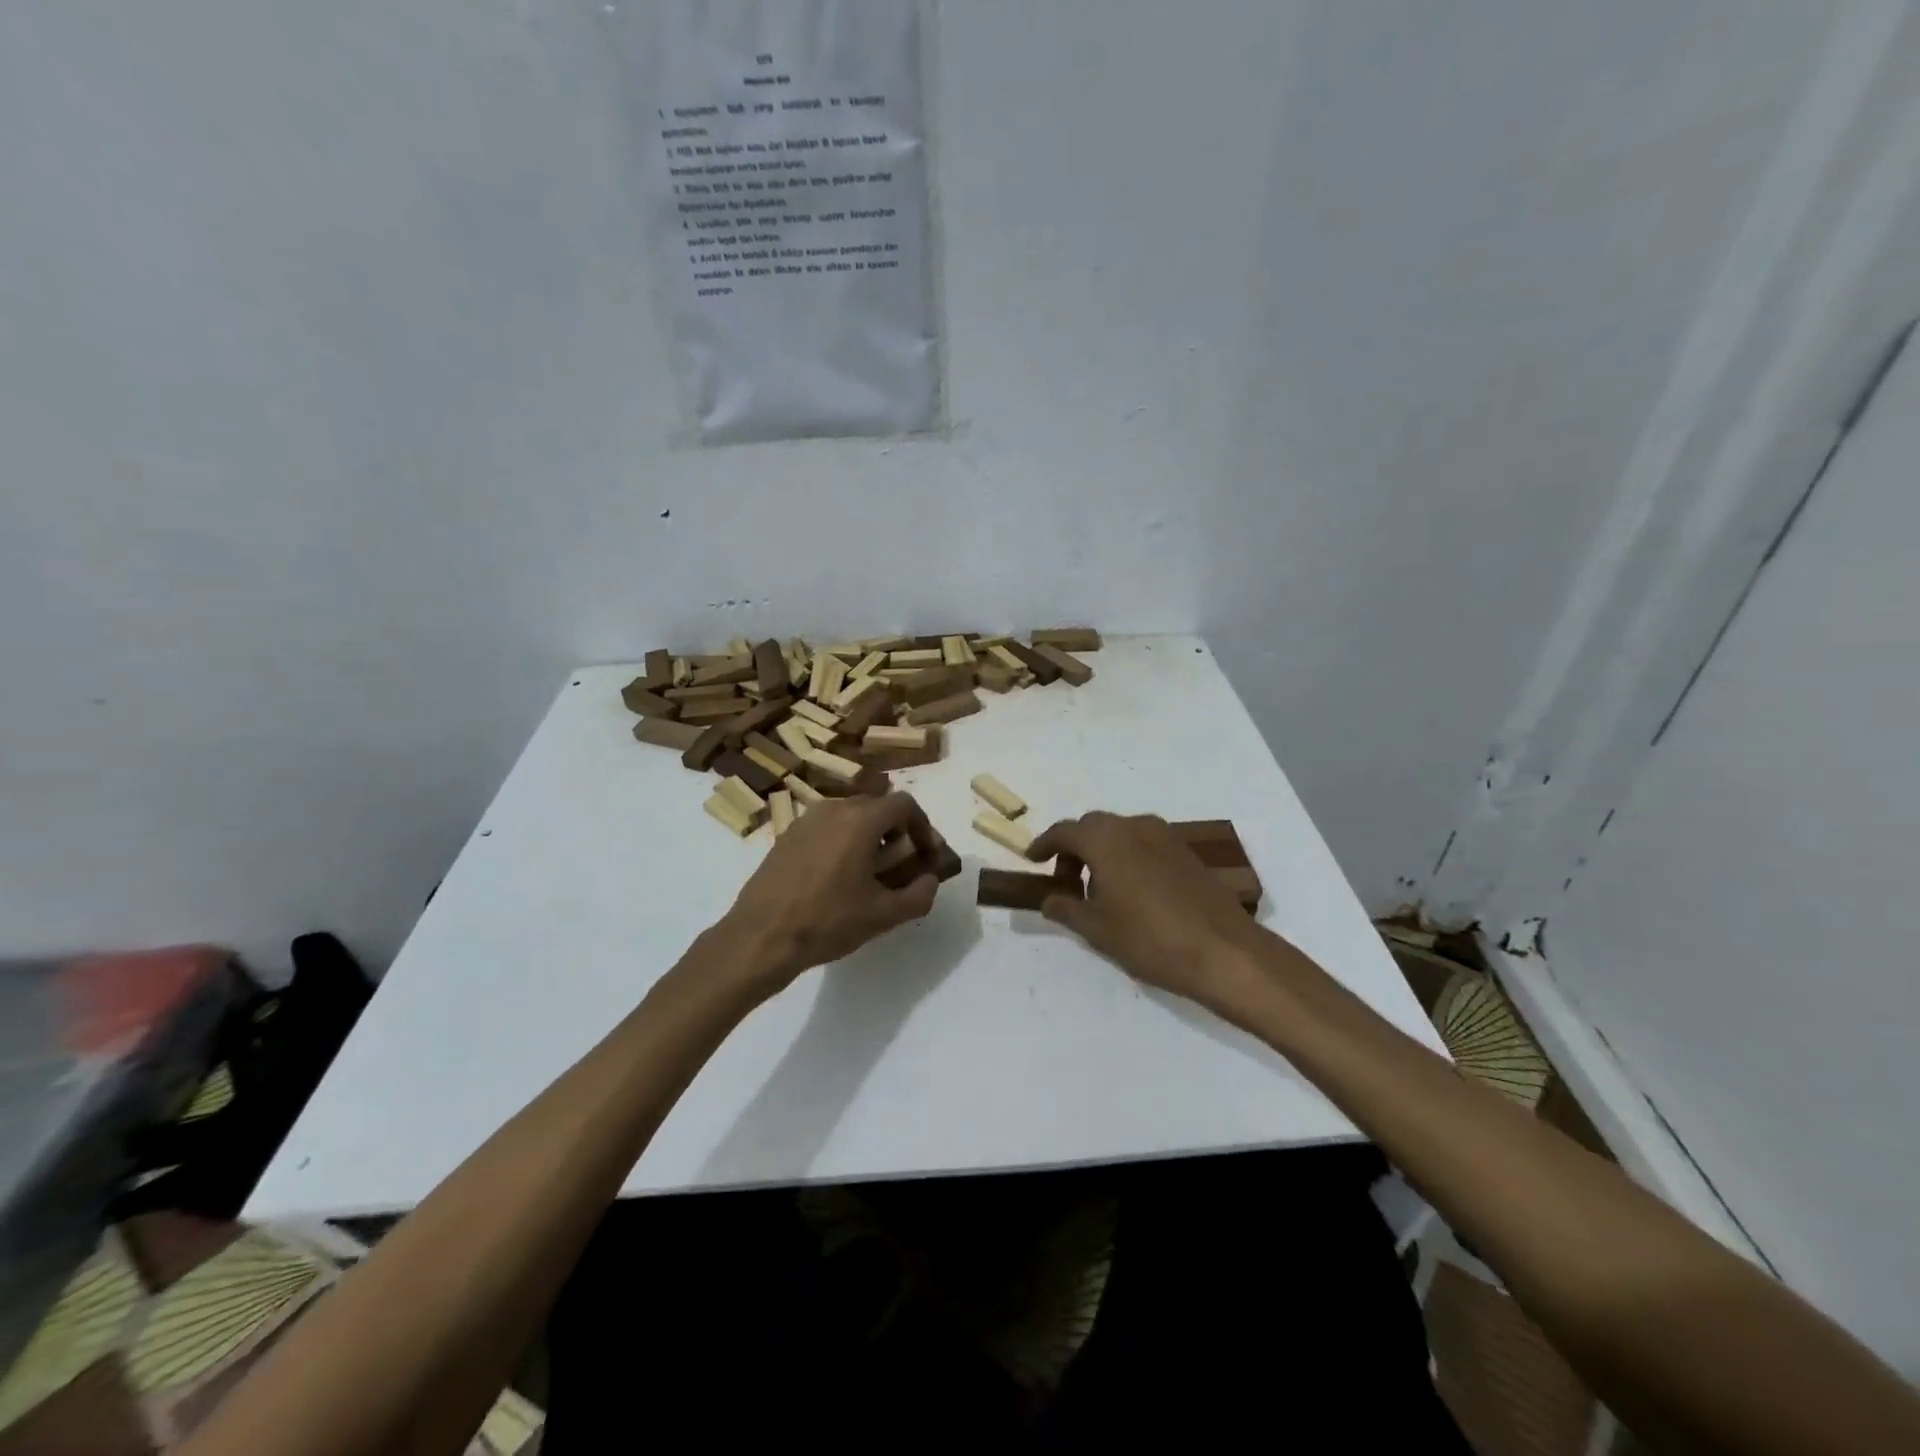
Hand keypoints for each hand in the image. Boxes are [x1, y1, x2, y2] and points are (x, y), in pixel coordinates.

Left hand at [720, 792, 942, 992]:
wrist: (761, 937)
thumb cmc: (828, 921)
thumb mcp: (884, 915)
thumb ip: (919, 895)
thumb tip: (930, 880)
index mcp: (860, 820)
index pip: (904, 804)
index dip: (922, 826)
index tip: (926, 853)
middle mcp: (833, 809)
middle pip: (876, 806)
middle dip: (896, 831)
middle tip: (901, 864)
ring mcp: (805, 820)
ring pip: (849, 815)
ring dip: (868, 835)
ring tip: (870, 872)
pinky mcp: (786, 836)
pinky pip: (825, 828)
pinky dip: (842, 841)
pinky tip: (837, 877)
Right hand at [1027, 812, 1268, 1013]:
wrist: (1224, 951)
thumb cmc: (1150, 939)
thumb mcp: (1097, 929)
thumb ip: (1066, 908)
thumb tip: (1049, 900)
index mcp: (1105, 839)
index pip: (1064, 831)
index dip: (1044, 845)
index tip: (1032, 861)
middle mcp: (1134, 826)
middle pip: (1093, 827)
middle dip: (1074, 850)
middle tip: (1066, 883)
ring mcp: (1165, 836)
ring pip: (1120, 834)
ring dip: (1102, 853)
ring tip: (1099, 891)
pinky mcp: (1186, 851)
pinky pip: (1144, 844)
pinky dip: (1127, 857)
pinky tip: (1132, 892)